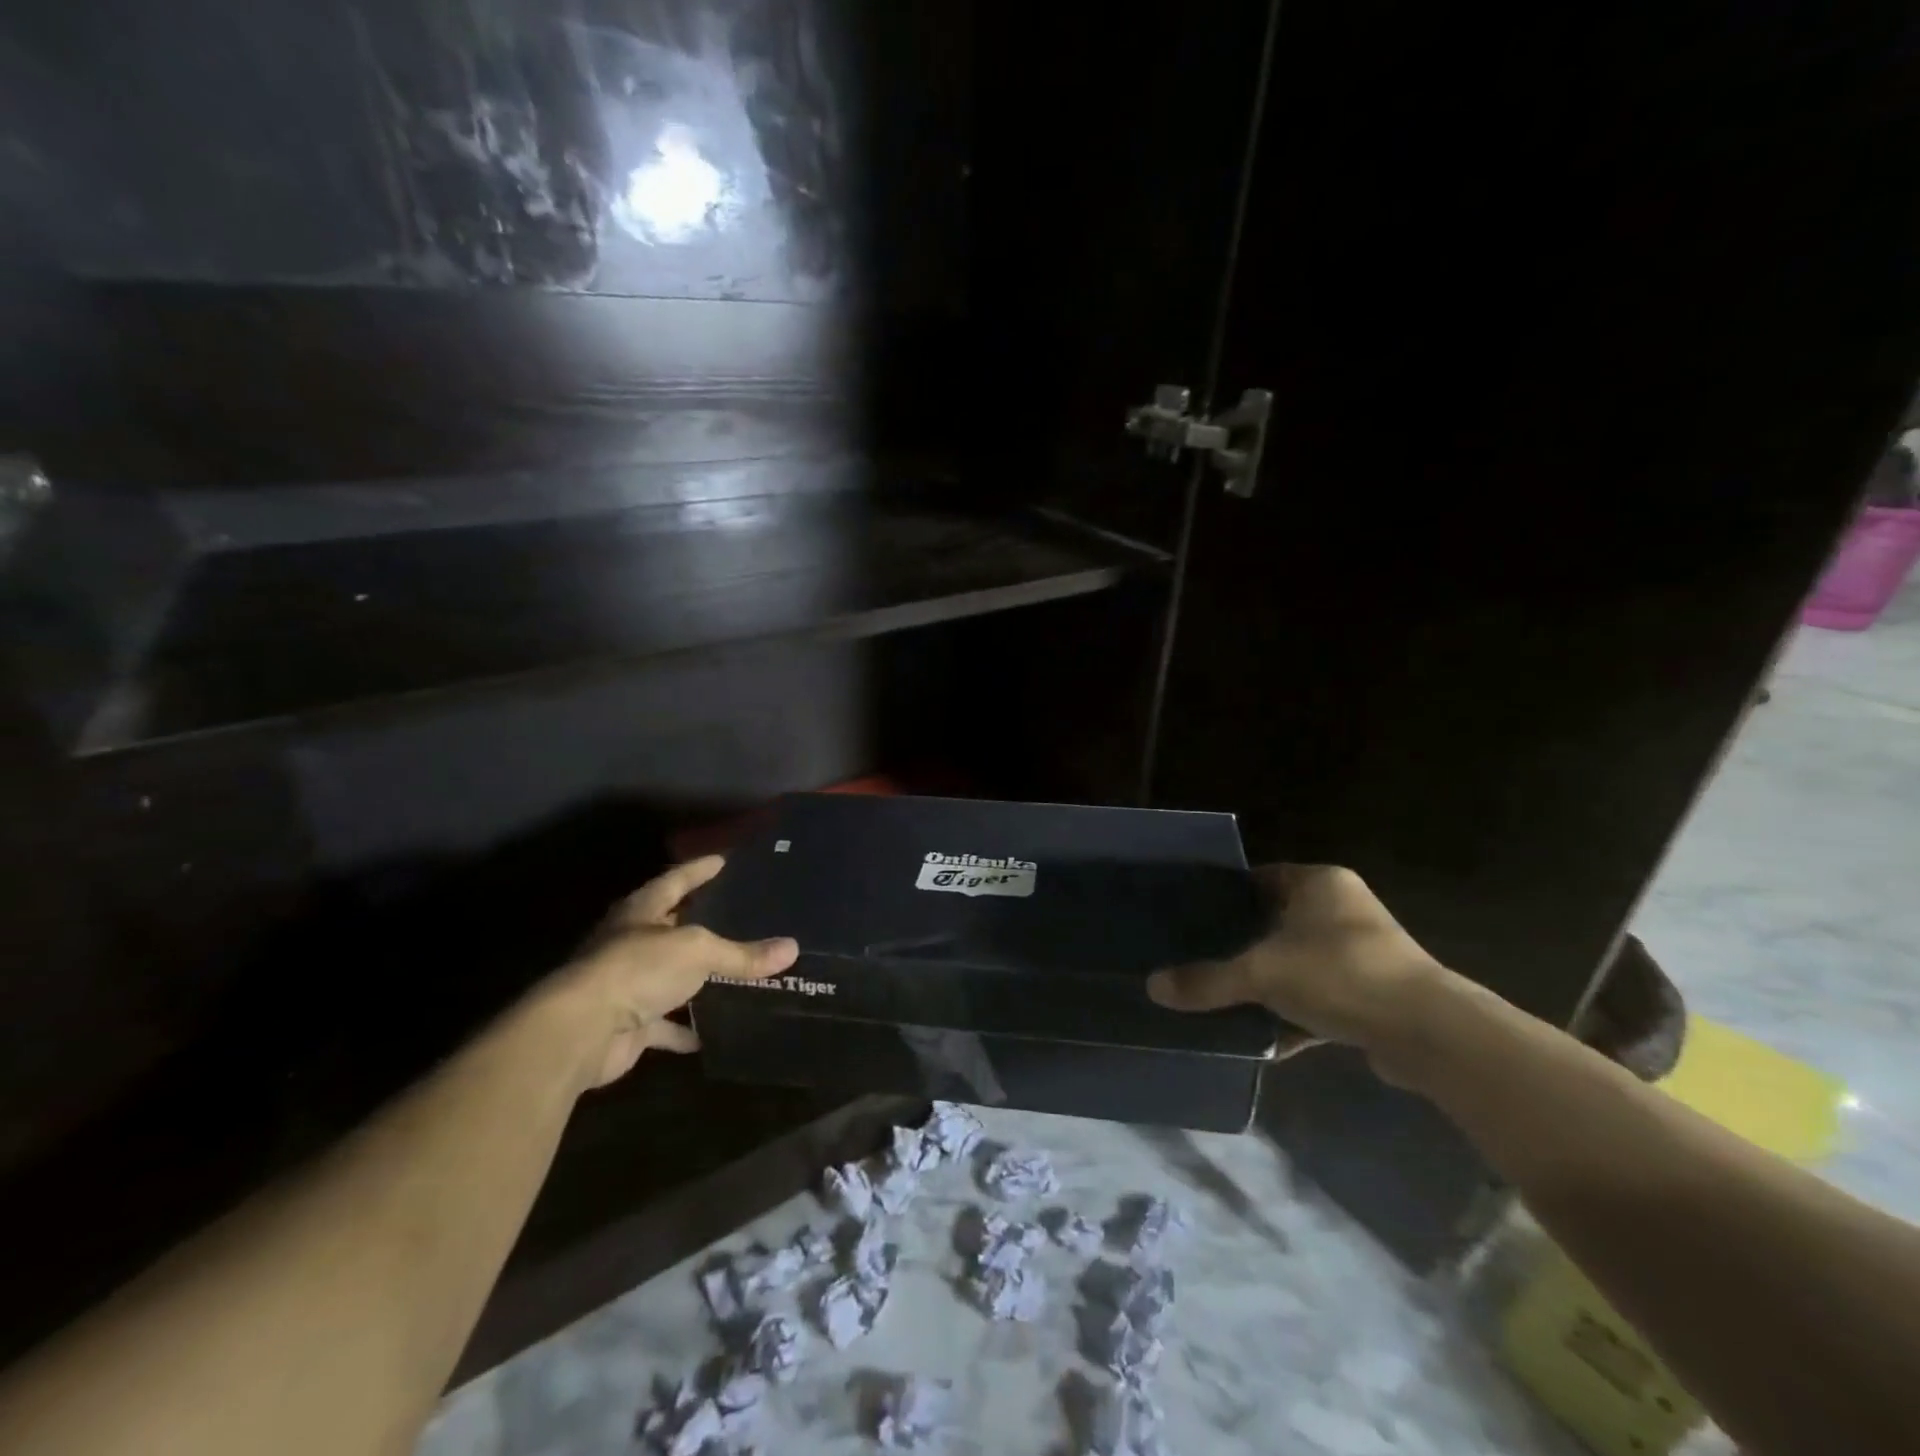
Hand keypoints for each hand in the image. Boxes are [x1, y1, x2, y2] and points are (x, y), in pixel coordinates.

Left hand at [546, 856, 797, 1089]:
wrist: (582, 1030)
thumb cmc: (637, 969)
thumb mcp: (698, 951)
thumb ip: (742, 954)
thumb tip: (791, 949)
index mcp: (642, 911)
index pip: (676, 879)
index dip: (700, 869)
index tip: (724, 860)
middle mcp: (632, 942)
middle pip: (672, 926)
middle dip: (701, 922)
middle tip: (740, 913)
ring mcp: (628, 984)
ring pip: (671, 976)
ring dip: (696, 977)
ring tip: (737, 970)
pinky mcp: (629, 1023)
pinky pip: (666, 1024)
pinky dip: (687, 1028)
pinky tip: (714, 1031)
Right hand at [1147, 864, 1447, 1082]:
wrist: (1429, 1035)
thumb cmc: (1340, 975)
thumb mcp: (1262, 974)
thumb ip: (1207, 981)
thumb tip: (1152, 987)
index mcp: (1320, 883)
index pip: (1260, 877)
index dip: (1226, 895)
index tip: (1193, 916)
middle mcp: (1343, 909)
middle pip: (1277, 921)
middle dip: (1243, 944)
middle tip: (1200, 958)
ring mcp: (1363, 952)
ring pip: (1298, 962)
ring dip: (1270, 983)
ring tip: (1226, 998)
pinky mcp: (1375, 994)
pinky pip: (1321, 998)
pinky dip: (1296, 1016)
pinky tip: (1266, 1040)